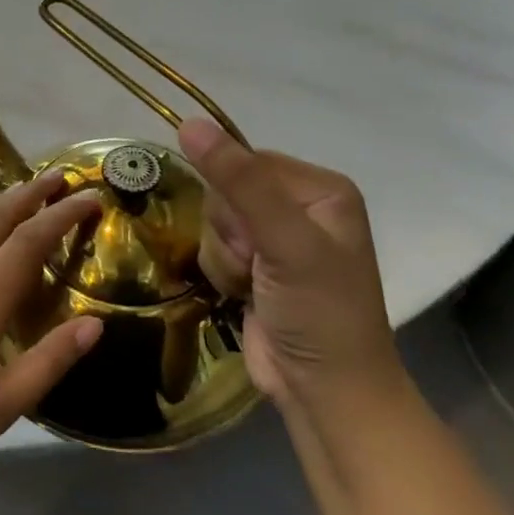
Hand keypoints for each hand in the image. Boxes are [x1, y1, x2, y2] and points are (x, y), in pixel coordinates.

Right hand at [178, 119, 398, 411]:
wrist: (324, 391)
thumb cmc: (319, 311)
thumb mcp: (284, 241)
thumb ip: (239, 181)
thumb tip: (189, 123)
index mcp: (320, 188)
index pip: (246, 162)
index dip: (236, 198)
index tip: (256, 237)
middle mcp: (299, 206)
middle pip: (225, 192)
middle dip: (230, 233)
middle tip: (258, 265)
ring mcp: (276, 238)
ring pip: (214, 222)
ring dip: (224, 257)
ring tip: (253, 285)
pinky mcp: (255, 265)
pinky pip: (214, 248)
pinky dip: (222, 272)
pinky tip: (245, 294)